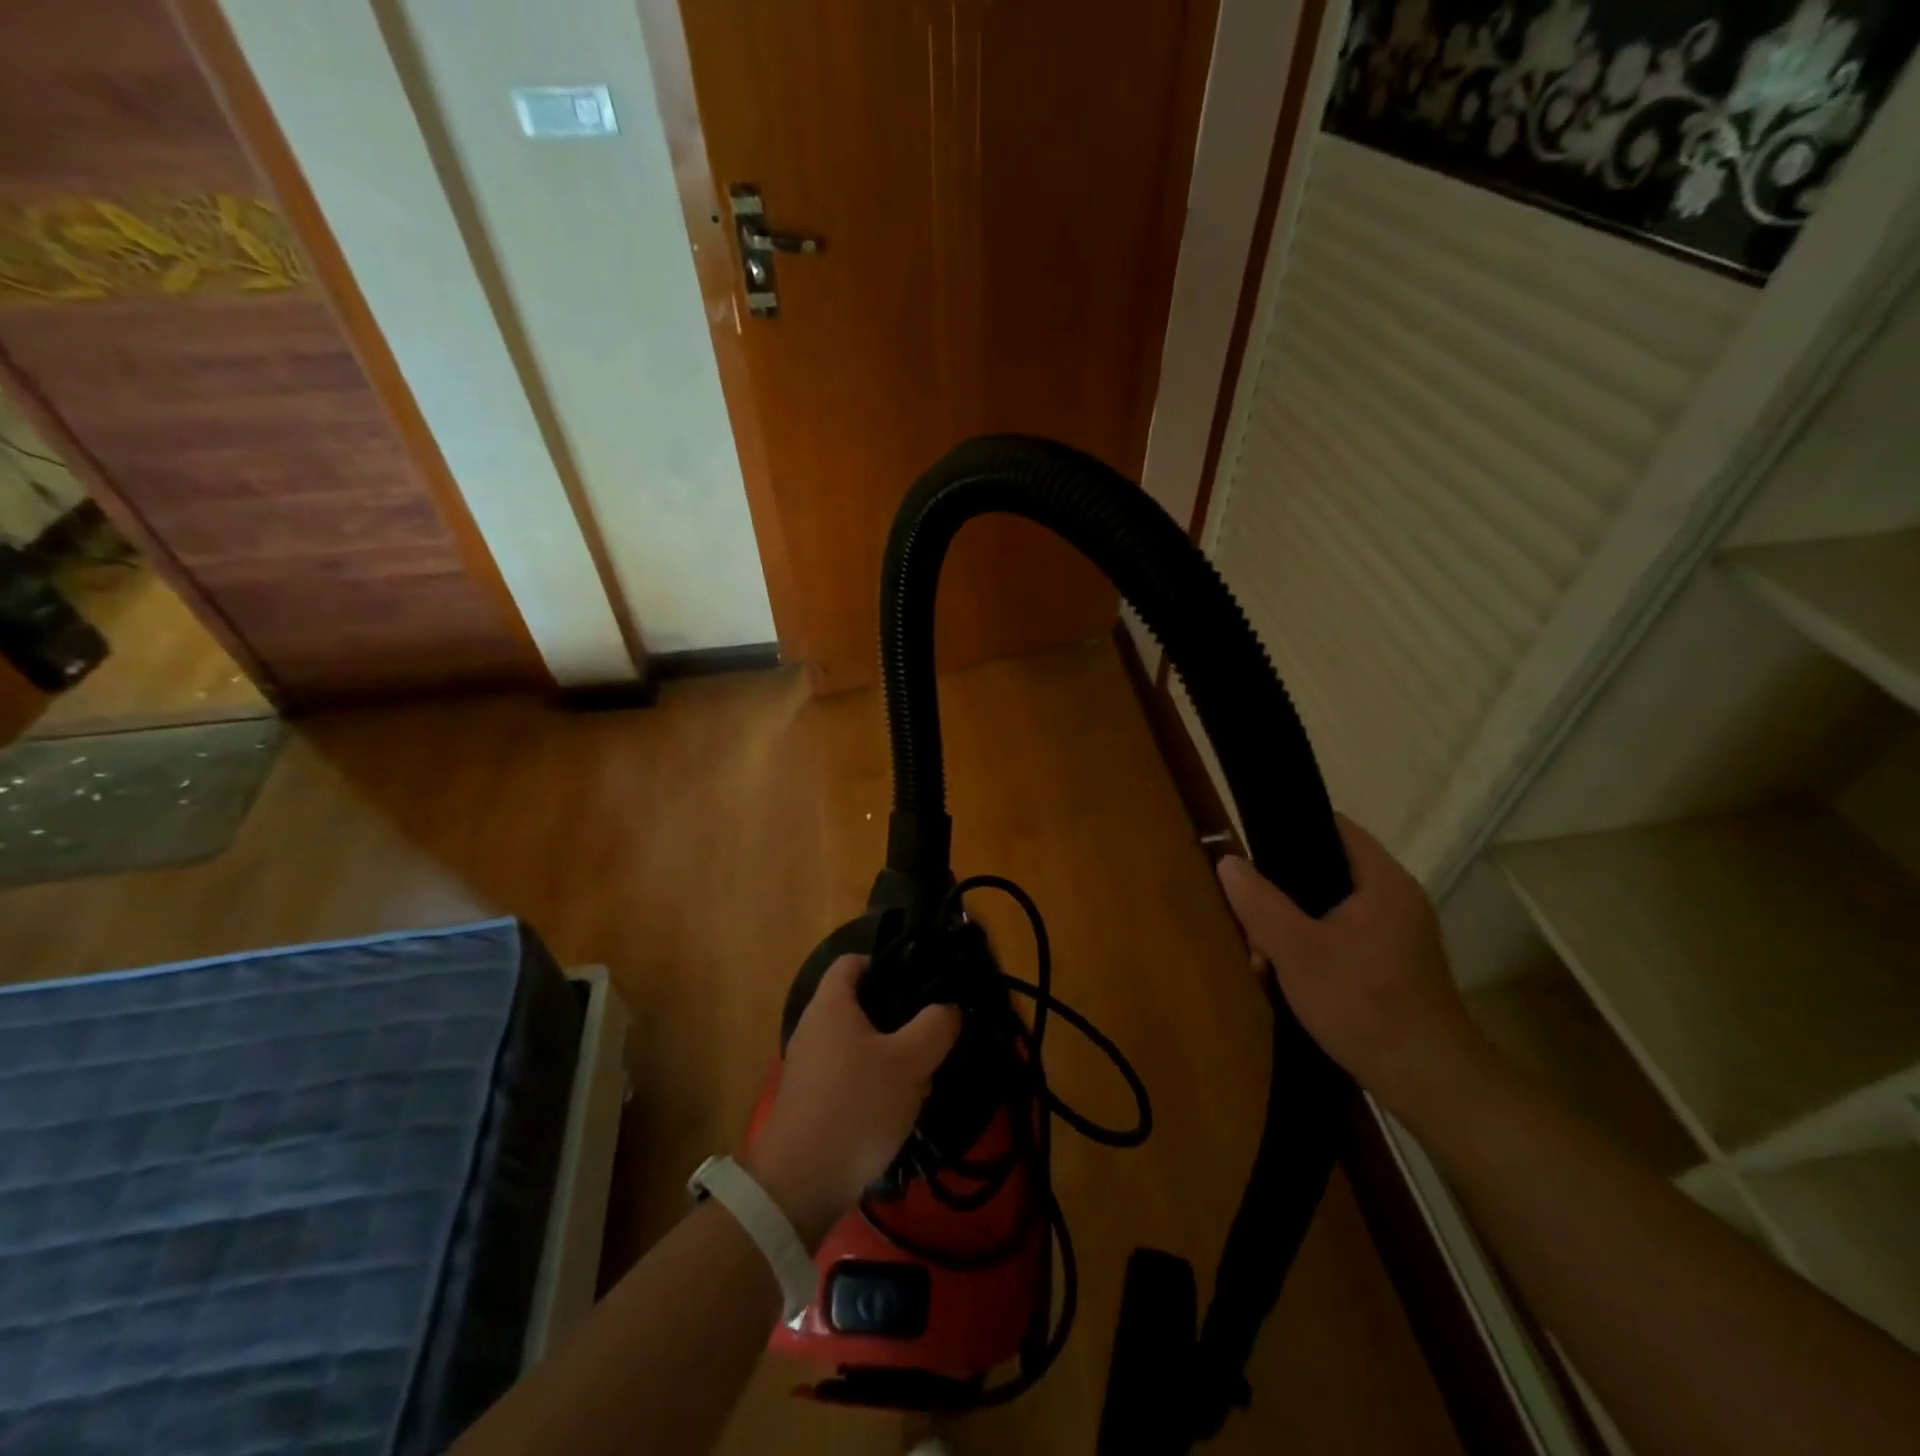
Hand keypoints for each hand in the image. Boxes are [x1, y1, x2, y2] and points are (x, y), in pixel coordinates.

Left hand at [745, 955, 961, 1246]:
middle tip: (931, 1033)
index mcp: (831, 1005)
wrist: (800, 1185)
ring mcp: (809, 1065)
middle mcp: (814, 1027)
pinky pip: (849, 1074)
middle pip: (861, 1004)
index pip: (854, 961)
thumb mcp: (909, 1063)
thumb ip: (935, 1027)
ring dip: (891, 1055)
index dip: (887, 963)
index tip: (921, 981)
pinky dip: (873, 1082)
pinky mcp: (811, 1099)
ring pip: (859, 1043)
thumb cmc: (856, 1107)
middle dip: (899, 1017)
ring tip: (923, 1076)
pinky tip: (897, 1107)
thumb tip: (949, 1007)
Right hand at [1216, 816, 1488, 1116]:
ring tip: (1263, 956)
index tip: (1252, 845)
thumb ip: (1258, 902)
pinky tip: (1291, 978)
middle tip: (1250, 916)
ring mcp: (1400, 935)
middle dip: (1282, 893)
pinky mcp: (1396, 967)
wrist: (1427, 1081)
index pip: (1335, 828)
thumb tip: (1228, 861)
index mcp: (1383, 882)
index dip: (1291, 829)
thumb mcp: (1295, 950)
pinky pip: (1344, 939)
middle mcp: (1397, 900)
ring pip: (1331, 910)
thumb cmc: (1361, 1003)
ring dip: (1293, 928)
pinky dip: (1314, 949)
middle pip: (1327, 872)